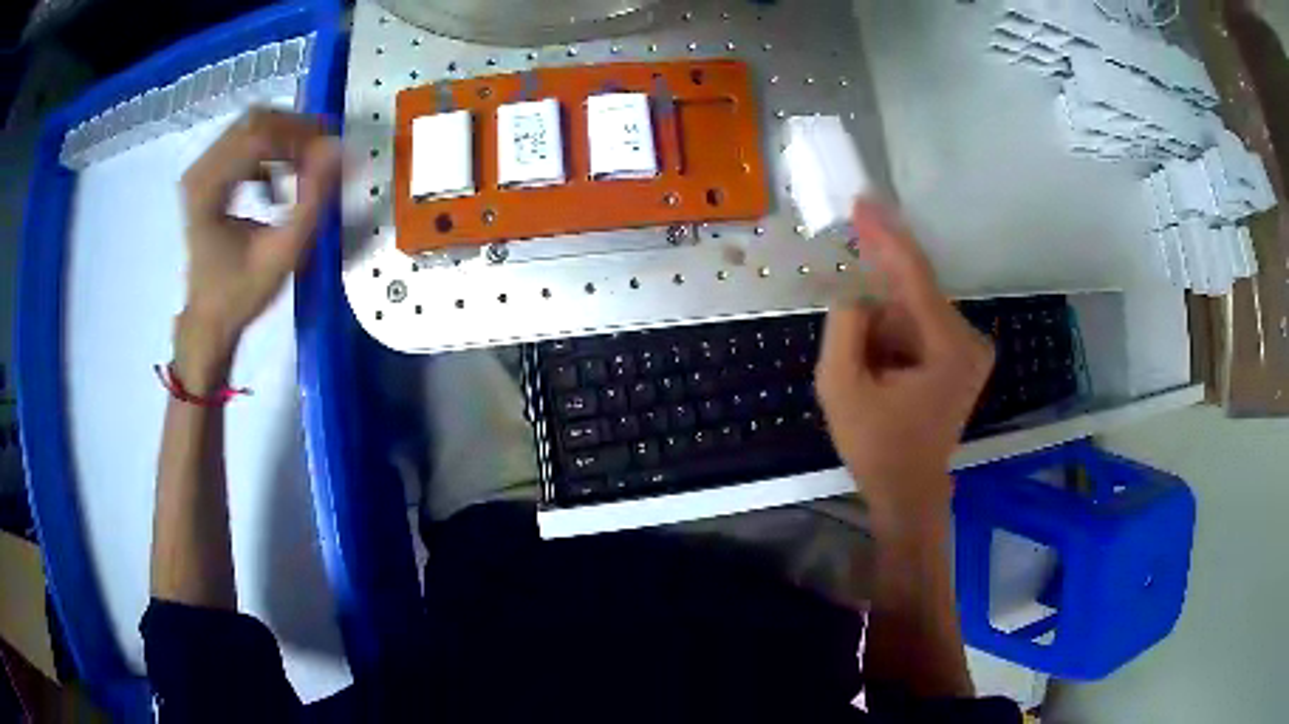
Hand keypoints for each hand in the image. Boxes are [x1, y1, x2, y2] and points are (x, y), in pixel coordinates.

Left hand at [176, 108, 341, 385]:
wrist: (208, 319)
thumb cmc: (240, 293)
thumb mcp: (281, 254)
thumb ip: (311, 201)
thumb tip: (339, 150)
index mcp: (207, 189)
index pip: (259, 134)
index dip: (300, 136)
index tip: (331, 153)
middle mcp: (199, 169)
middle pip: (255, 120)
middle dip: (295, 132)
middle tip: (322, 157)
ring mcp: (201, 169)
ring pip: (251, 126)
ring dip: (284, 142)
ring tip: (302, 175)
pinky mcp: (207, 173)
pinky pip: (244, 141)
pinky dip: (269, 154)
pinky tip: (277, 186)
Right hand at [815, 200, 993, 531]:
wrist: (909, 491)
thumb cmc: (877, 446)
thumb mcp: (841, 387)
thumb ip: (844, 327)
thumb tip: (857, 297)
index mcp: (948, 345)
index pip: (913, 274)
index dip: (884, 235)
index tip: (862, 202)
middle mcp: (968, 338)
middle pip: (910, 296)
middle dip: (874, 313)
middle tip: (854, 345)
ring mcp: (969, 348)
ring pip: (911, 312)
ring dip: (881, 332)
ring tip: (869, 380)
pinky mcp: (962, 356)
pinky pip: (919, 326)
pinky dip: (893, 338)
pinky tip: (882, 374)